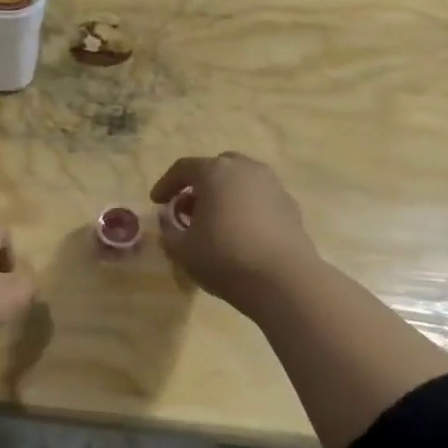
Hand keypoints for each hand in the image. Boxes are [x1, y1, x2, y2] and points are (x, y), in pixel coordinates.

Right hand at [150, 153, 317, 309]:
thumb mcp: (181, 248)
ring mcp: (272, 185)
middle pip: (216, 168)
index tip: (156, 202)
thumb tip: (168, 217)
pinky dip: (246, 207)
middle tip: (188, 209)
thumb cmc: (224, 257)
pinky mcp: (291, 205)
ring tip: (216, 221)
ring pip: (241, 181)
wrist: (283, 280)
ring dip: (225, 194)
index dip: (166, 184)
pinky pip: (260, 198)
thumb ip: (168, 228)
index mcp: (215, 172)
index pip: (183, 168)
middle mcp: (246, 169)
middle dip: (199, 185)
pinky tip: (242, 232)